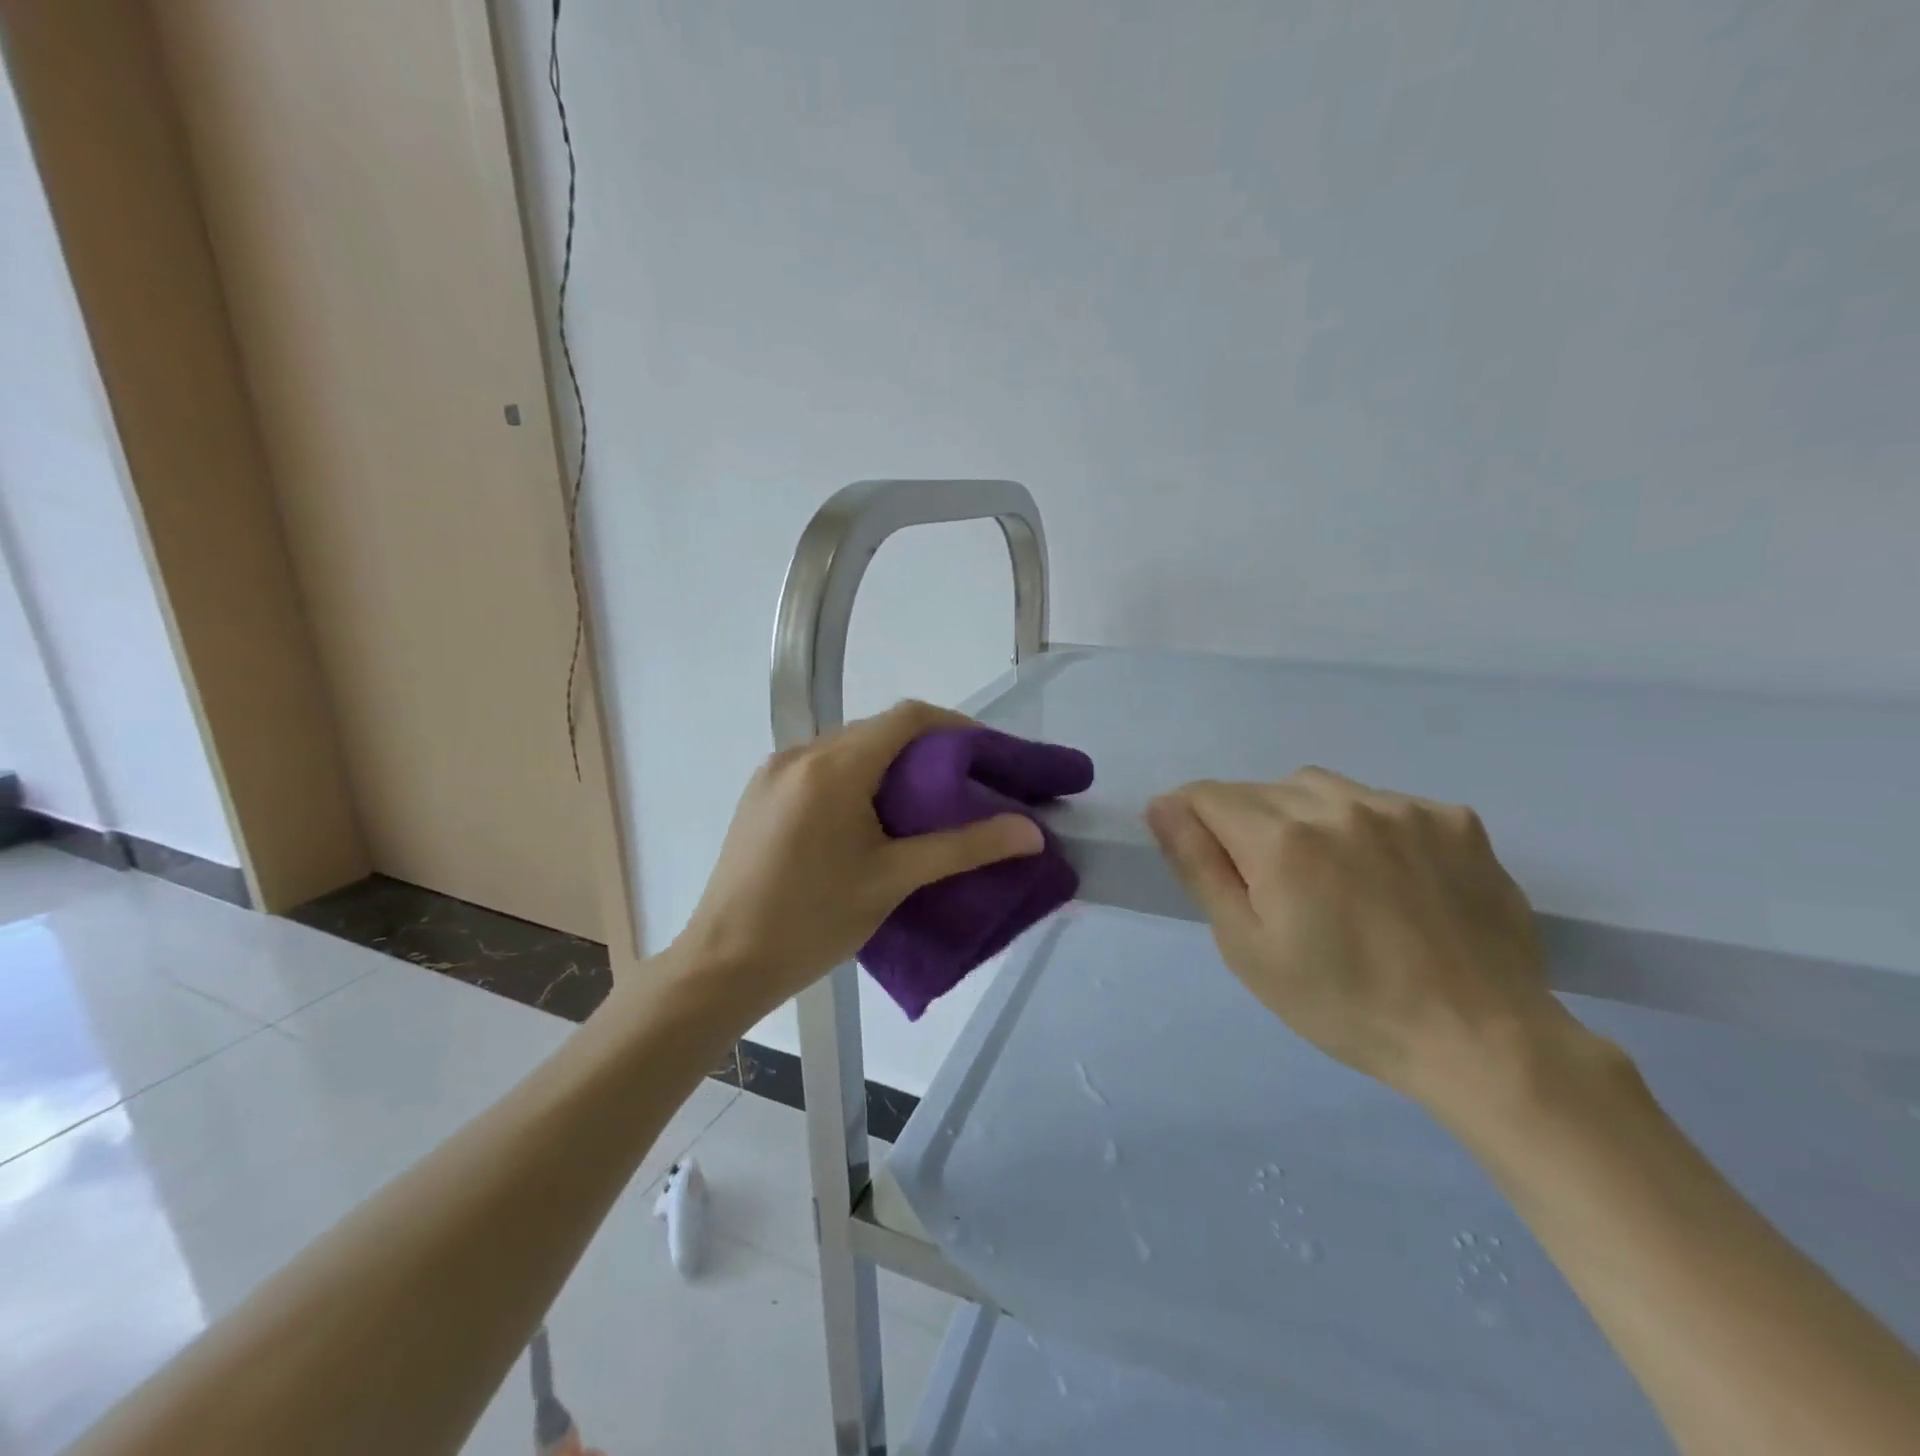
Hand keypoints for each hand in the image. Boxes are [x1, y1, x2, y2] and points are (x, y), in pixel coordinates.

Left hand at [669, 701, 1043, 1022]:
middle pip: (877, 730)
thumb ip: (964, 848)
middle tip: (965, 784)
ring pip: (848, 748)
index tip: (987, 755)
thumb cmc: (812, 921)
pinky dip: (856, 777)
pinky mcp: (761, 792)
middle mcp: (800, 753)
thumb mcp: (893, 881)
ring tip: (924, 802)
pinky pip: (821, 767)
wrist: (723, 964)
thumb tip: (1031, 832)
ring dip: (890, 763)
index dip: (954, 726)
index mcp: (832, 767)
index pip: (906, 718)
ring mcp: (774, 771)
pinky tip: (871, 816)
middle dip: (926, 748)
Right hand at [1147, 768, 1575, 1119]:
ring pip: (1321, 788)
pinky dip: (1367, 826)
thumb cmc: (1344, 1004)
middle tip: (1271, 885)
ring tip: (1328, 875)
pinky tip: (1388, 877)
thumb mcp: (1248, 947)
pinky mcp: (1454, 819)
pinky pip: (1384, 802)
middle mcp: (1340, 805)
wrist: (1481, 1041)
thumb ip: (1199, 866)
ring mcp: (1404, 808)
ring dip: (1305, 817)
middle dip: (1247, 824)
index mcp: (1282, 839)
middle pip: (1262, 789)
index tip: (1203, 856)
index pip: (1208, 795)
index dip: (1193, 819)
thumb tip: (1162, 806)